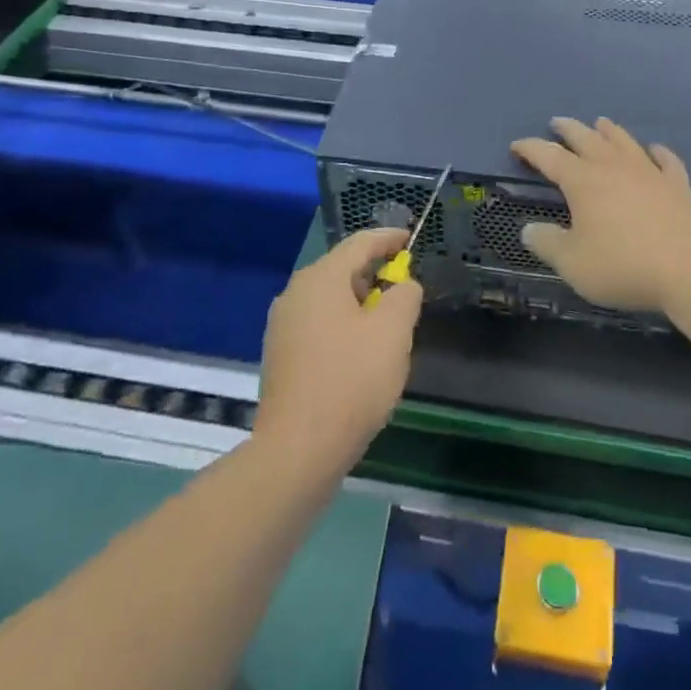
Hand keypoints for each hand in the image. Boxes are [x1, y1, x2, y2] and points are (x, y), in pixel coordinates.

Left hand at [254, 228, 422, 478]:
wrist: (297, 451)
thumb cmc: (351, 380)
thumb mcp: (393, 332)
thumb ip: (405, 297)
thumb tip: (403, 286)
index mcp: (320, 279)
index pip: (359, 244)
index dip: (388, 239)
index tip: (409, 238)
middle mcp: (295, 294)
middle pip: (341, 270)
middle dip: (375, 276)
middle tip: (404, 290)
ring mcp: (283, 327)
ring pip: (330, 301)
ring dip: (360, 305)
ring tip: (388, 326)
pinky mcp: (281, 357)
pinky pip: (319, 326)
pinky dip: (343, 328)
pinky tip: (361, 355)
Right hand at [511, 117, 690, 314]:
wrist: (689, 271)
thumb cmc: (622, 266)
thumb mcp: (572, 263)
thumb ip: (547, 244)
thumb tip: (527, 228)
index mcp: (583, 181)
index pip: (549, 156)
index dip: (530, 148)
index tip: (516, 145)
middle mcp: (614, 167)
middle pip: (587, 139)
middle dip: (568, 130)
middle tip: (557, 122)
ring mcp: (649, 173)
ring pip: (624, 142)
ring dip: (609, 131)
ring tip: (600, 123)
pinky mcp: (677, 186)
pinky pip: (666, 160)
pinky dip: (658, 152)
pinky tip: (655, 149)